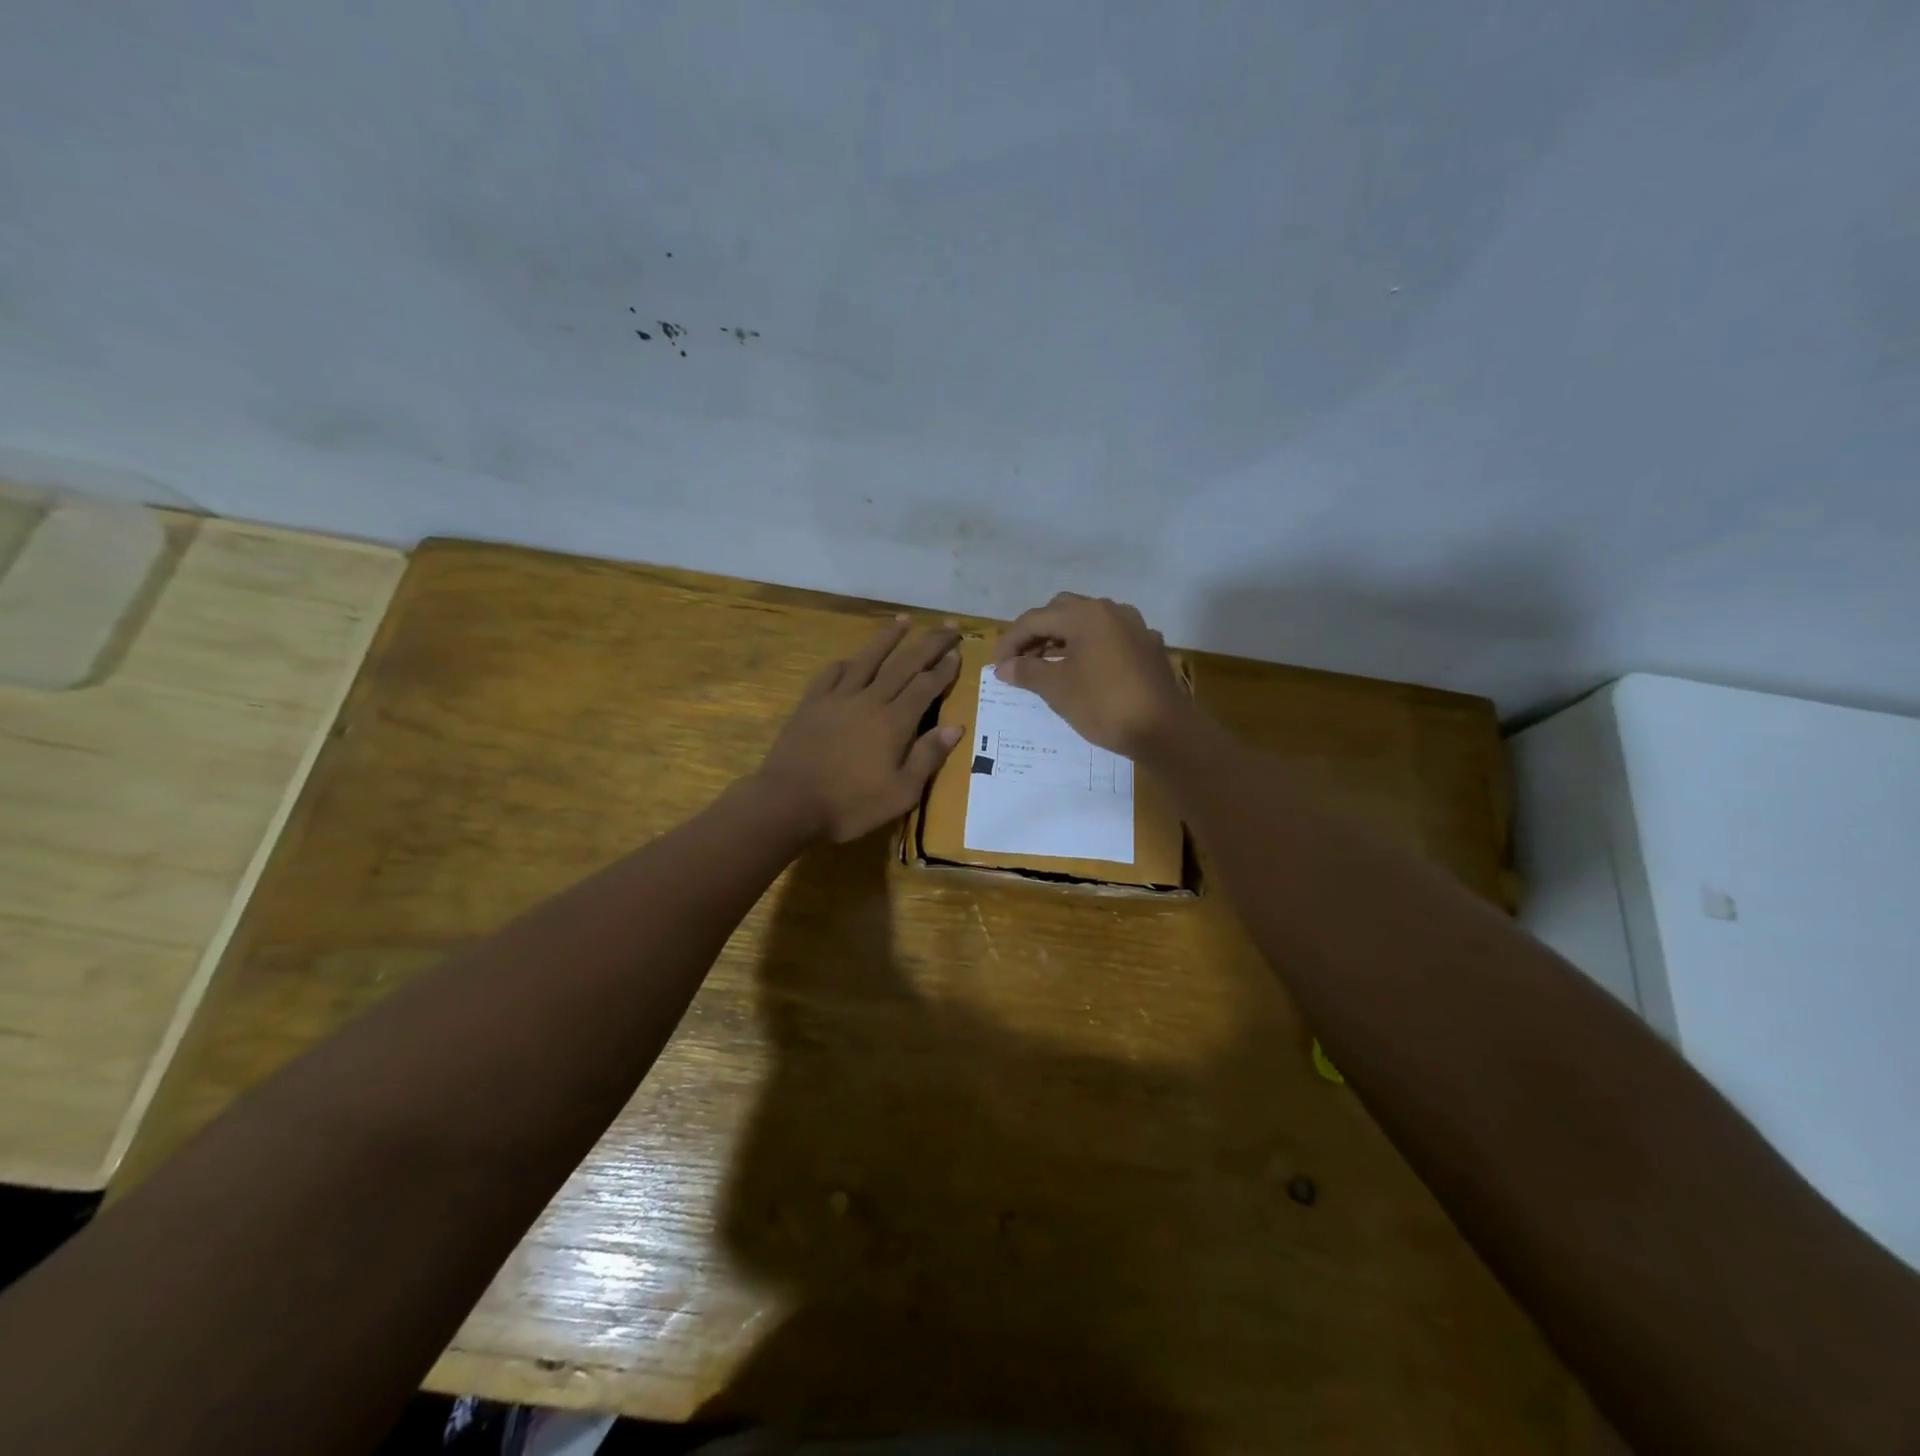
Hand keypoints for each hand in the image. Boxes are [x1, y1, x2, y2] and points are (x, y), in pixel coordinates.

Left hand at [755, 616, 964, 842]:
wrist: (789, 802)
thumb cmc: (850, 804)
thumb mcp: (901, 792)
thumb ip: (928, 756)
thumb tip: (956, 726)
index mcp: (894, 722)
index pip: (926, 685)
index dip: (944, 667)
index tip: (958, 651)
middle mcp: (869, 700)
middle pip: (904, 663)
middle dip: (929, 642)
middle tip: (948, 625)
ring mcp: (837, 698)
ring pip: (868, 658)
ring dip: (888, 638)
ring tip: (904, 620)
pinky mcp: (812, 704)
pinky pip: (832, 674)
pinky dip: (847, 663)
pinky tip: (851, 659)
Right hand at [993, 593, 1189, 757]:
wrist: (1164, 730)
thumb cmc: (1104, 705)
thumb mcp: (1057, 690)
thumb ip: (1027, 672)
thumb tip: (1004, 667)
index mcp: (1085, 615)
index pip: (1035, 619)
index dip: (1011, 641)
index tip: (997, 666)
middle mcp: (1110, 610)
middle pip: (1062, 611)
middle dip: (1037, 633)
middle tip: (1020, 661)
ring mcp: (1134, 627)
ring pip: (1088, 623)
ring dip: (1063, 639)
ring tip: (1046, 666)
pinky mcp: (1148, 646)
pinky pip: (1109, 638)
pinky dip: (1089, 648)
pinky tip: (1084, 670)